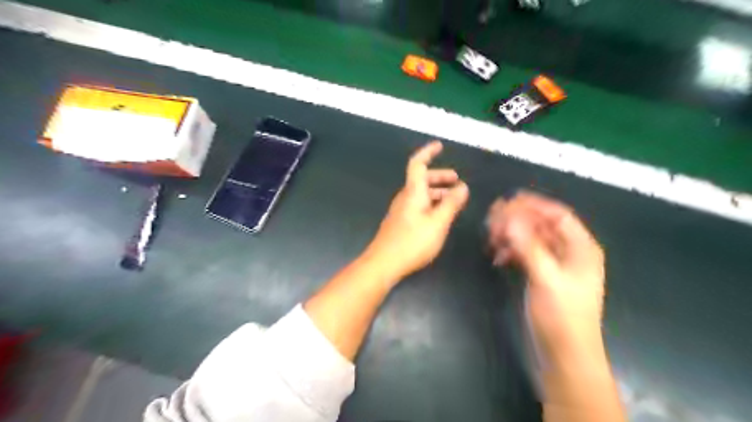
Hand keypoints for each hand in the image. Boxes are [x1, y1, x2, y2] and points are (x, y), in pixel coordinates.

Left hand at [363, 142, 468, 282]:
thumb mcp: (438, 223)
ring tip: (453, 199)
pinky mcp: (400, 222)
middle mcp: (405, 197)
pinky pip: (417, 205)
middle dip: (440, 177)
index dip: (428, 152)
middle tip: (457, 180)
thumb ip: (451, 204)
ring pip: (420, 193)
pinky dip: (431, 203)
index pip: (417, 164)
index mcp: (413, 192)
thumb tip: (463, 187)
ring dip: (437, 192)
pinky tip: (439, 216)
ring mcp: (400, 210)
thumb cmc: (412, 241)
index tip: (440, 146)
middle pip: (421, 179)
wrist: (384, 263)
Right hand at [488, 193, 603, 352]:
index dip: (533, 204)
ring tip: (491, 238)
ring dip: (511, 235)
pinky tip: (497, 257)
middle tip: (491, 219)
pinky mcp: (542, 276)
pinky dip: (511, 252)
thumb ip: (528, 247)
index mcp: (580, 248)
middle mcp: (569, 252)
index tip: (507, 200)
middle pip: (542, 225)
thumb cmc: (562, 317)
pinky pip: (525, 254)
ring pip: (531, 239)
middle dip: (517, 219)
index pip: (557, 215)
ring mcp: (555, 264)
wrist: (564, 355)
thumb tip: (509, 219)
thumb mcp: (546, 279)